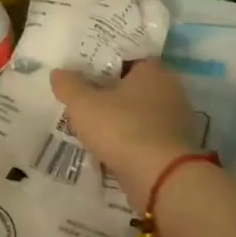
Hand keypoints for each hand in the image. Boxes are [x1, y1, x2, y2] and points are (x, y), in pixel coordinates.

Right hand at [51, 59, 196, 209]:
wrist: (160, 177)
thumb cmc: (122, 128)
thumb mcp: (84, 104)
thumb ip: (69, 86)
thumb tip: (58, 72)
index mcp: (153, 71)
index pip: (129, 58)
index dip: (106, 64)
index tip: (85, 73)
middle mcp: (170, 91)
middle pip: (135, 87)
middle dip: (112, 94)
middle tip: (85, 101)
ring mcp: (176, 121)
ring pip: (141, 114)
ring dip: (121, 121)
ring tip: (93, 128)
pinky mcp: (176, 148)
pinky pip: (146, 138)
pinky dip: (130, 142)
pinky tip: (110, 150)